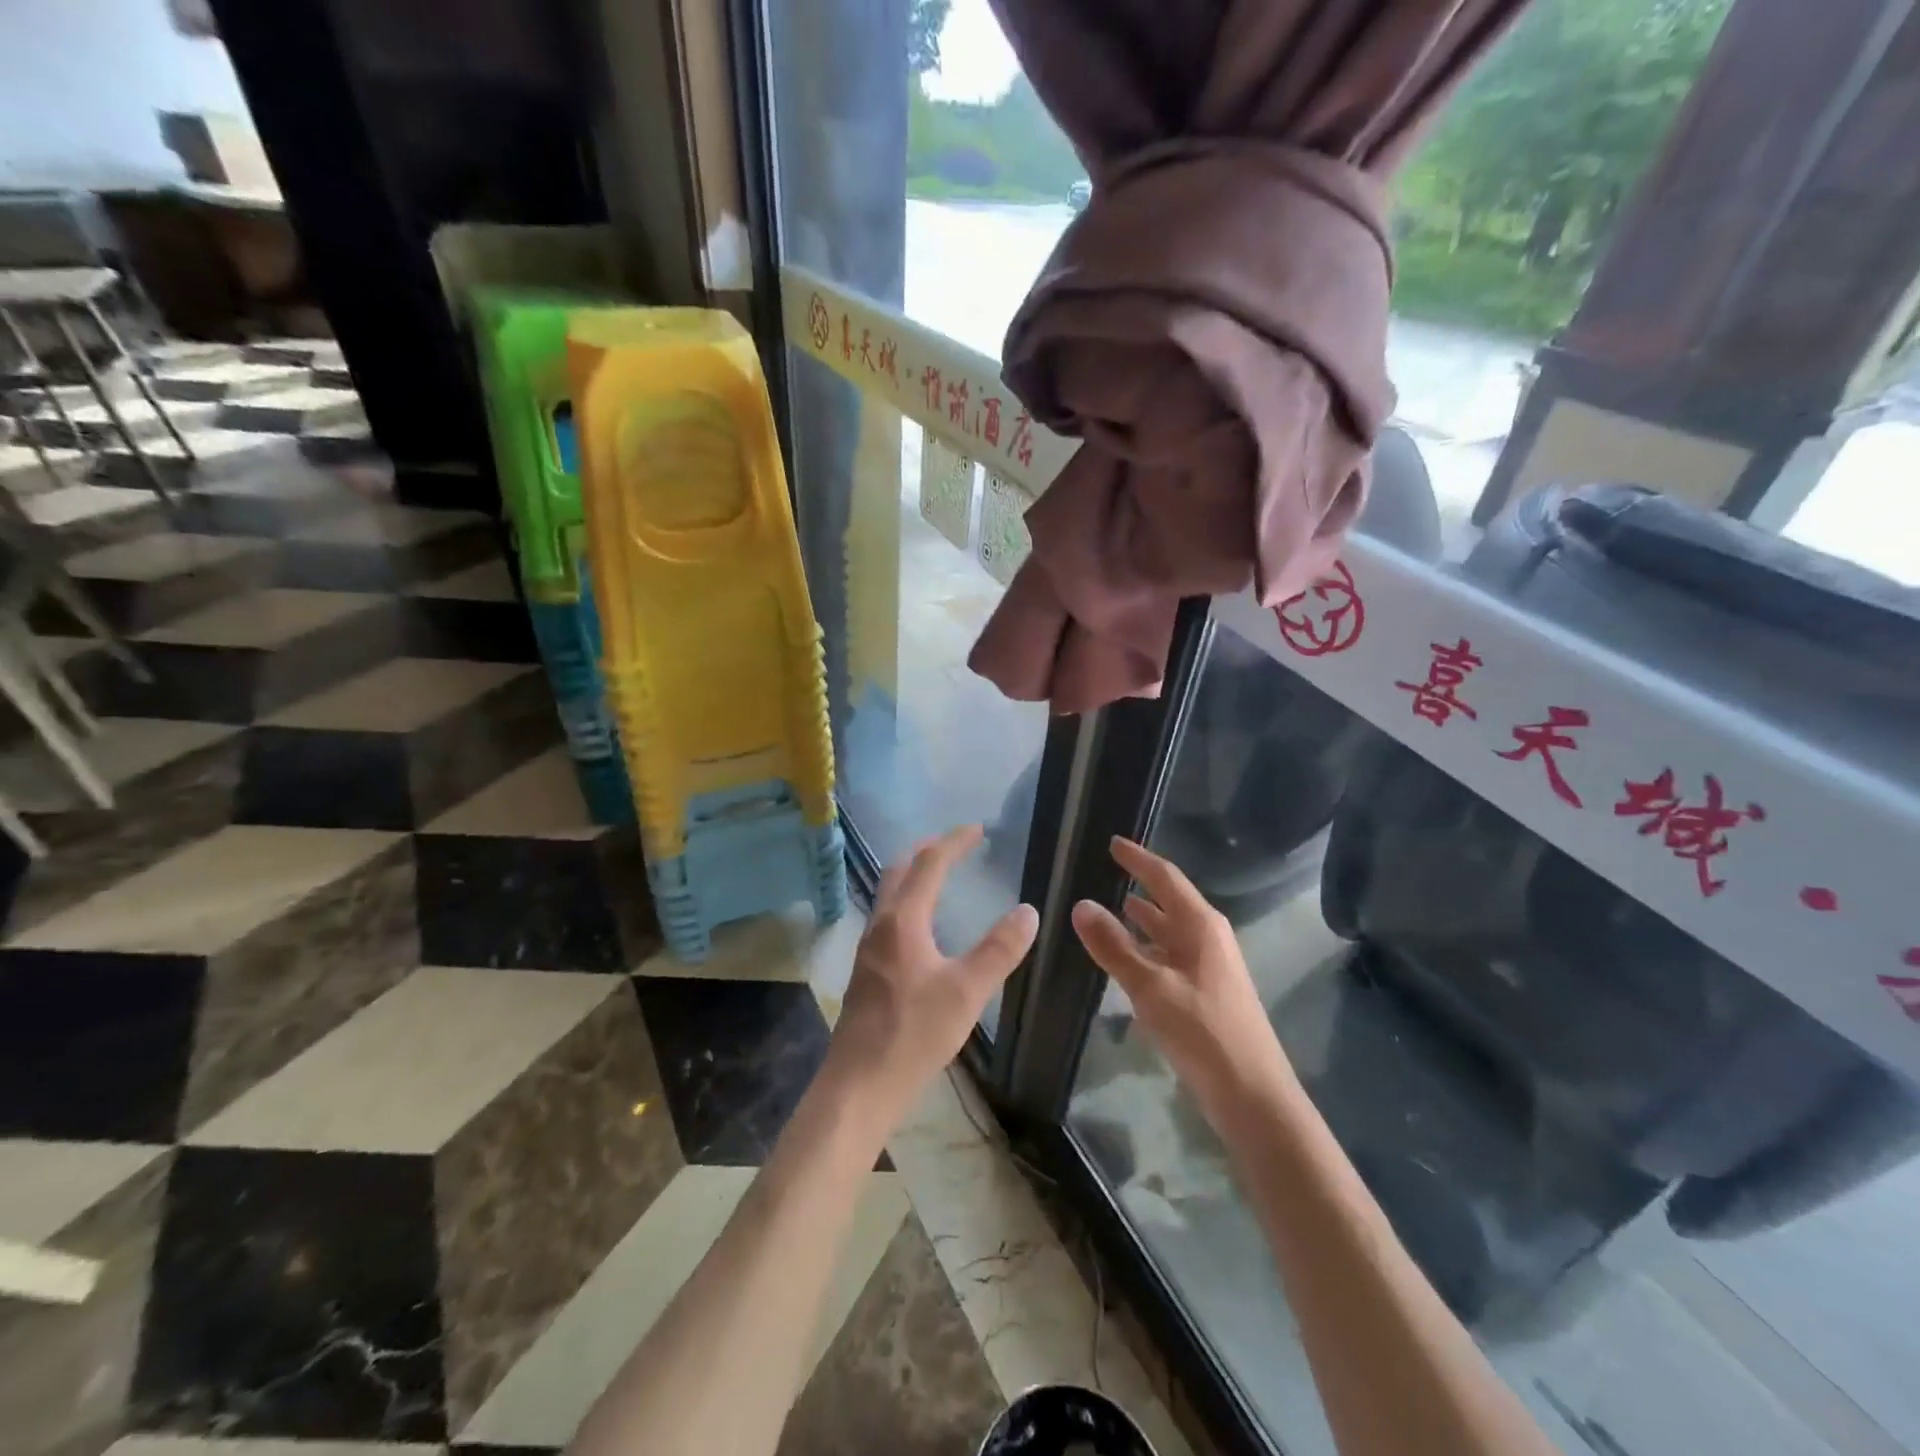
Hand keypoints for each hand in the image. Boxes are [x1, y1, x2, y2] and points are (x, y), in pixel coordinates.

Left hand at [825, 825, 1038, 1129]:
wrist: (860, 1084)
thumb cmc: (914, 1033)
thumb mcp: (967, 991)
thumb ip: (999, 949)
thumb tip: (1028, 910)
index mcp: (903, 920)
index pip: (929, 864)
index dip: (954, 842)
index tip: (977, 829)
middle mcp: (881, 925)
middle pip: (900, 871)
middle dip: (927, 851)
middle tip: (955, 844)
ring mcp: (869, 949)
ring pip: (890, 895)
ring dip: (914, 876)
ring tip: (940, 877)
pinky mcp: (868, 972)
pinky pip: (889, 918)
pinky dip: (909, 903)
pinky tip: (924, 928)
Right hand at [1071, 837, 1295, 1130]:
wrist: (1252, 1095)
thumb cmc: (1203, 1031)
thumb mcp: (1151, 987)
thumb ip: (1114, 946)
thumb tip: (1081, 905)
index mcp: (1200, 925)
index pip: (1165, 877)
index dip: (1137, 858)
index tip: (1112, 842)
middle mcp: (1207, 938)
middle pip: (1167, 901)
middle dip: (1138, 886)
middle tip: (1103, 875)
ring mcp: (1208, 967)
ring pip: (1167, 932)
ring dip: (1140, 920)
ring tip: (1107, 910)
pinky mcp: (1204, 993)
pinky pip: (1168, 958)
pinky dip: (1145, 950)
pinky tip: (1125, 960)